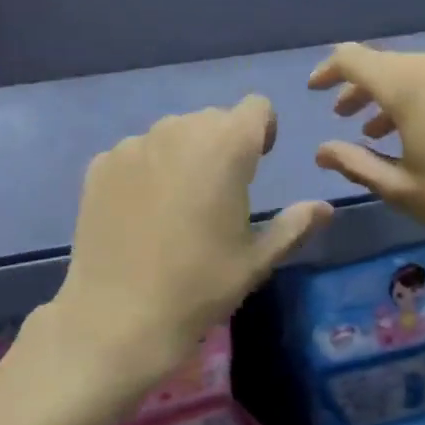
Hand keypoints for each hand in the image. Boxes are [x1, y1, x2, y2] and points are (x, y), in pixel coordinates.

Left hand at [18, 96, 331, 424]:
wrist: (116, 318)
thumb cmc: (199, 287)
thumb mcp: (256, 260)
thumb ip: (294, 225)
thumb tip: (324, 208)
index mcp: (226, 145)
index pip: (255, 107)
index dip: (262, 132)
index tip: (256, 164)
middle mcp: (179, 129)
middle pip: (212, 119)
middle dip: (222, 145)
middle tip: (217, 194)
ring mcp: (134, 144)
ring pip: (172, 134)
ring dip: (183, 155)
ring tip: (175, 207)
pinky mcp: (100, 163)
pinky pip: (136, 153)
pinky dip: (145, 170)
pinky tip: (139, 215)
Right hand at [309, 44, 424, 280]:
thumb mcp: (403, 190)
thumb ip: (356, 164)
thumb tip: (322, 150)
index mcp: (409, 85)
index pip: (353, 58)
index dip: (328, 72)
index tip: (316, 92)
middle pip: (389, 64)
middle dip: (363, 89)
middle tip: (349, 119)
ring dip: (399, 96)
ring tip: (390, 130)